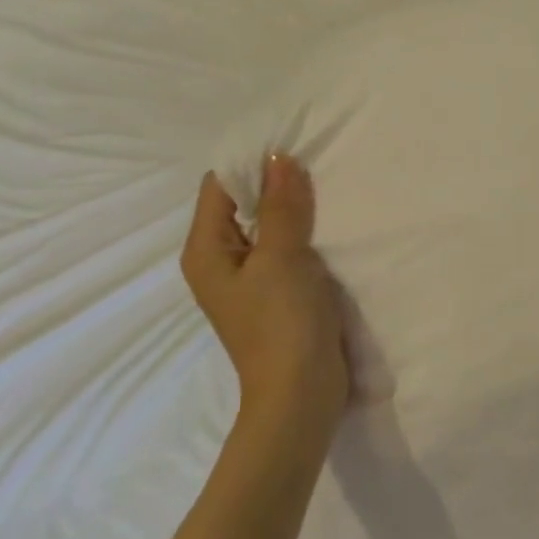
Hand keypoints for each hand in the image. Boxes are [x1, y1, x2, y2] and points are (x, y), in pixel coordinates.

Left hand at [180, 158, 348, 432]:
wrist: (301, 395)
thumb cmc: (283, 324)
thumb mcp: (282, 258)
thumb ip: (282, 206)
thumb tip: (278, 156)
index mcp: (207, 251)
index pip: (220, 186)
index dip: (251, 162)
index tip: (292, 142)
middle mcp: (221, 260)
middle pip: (243, 205)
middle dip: (275, 182)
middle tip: (316, 159)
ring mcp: (250, 279)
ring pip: (268, 227)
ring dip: (293, 208)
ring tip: (328, 183)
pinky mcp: (277, 293)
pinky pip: (285, 249)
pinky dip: (303, 233)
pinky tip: (330, 222)